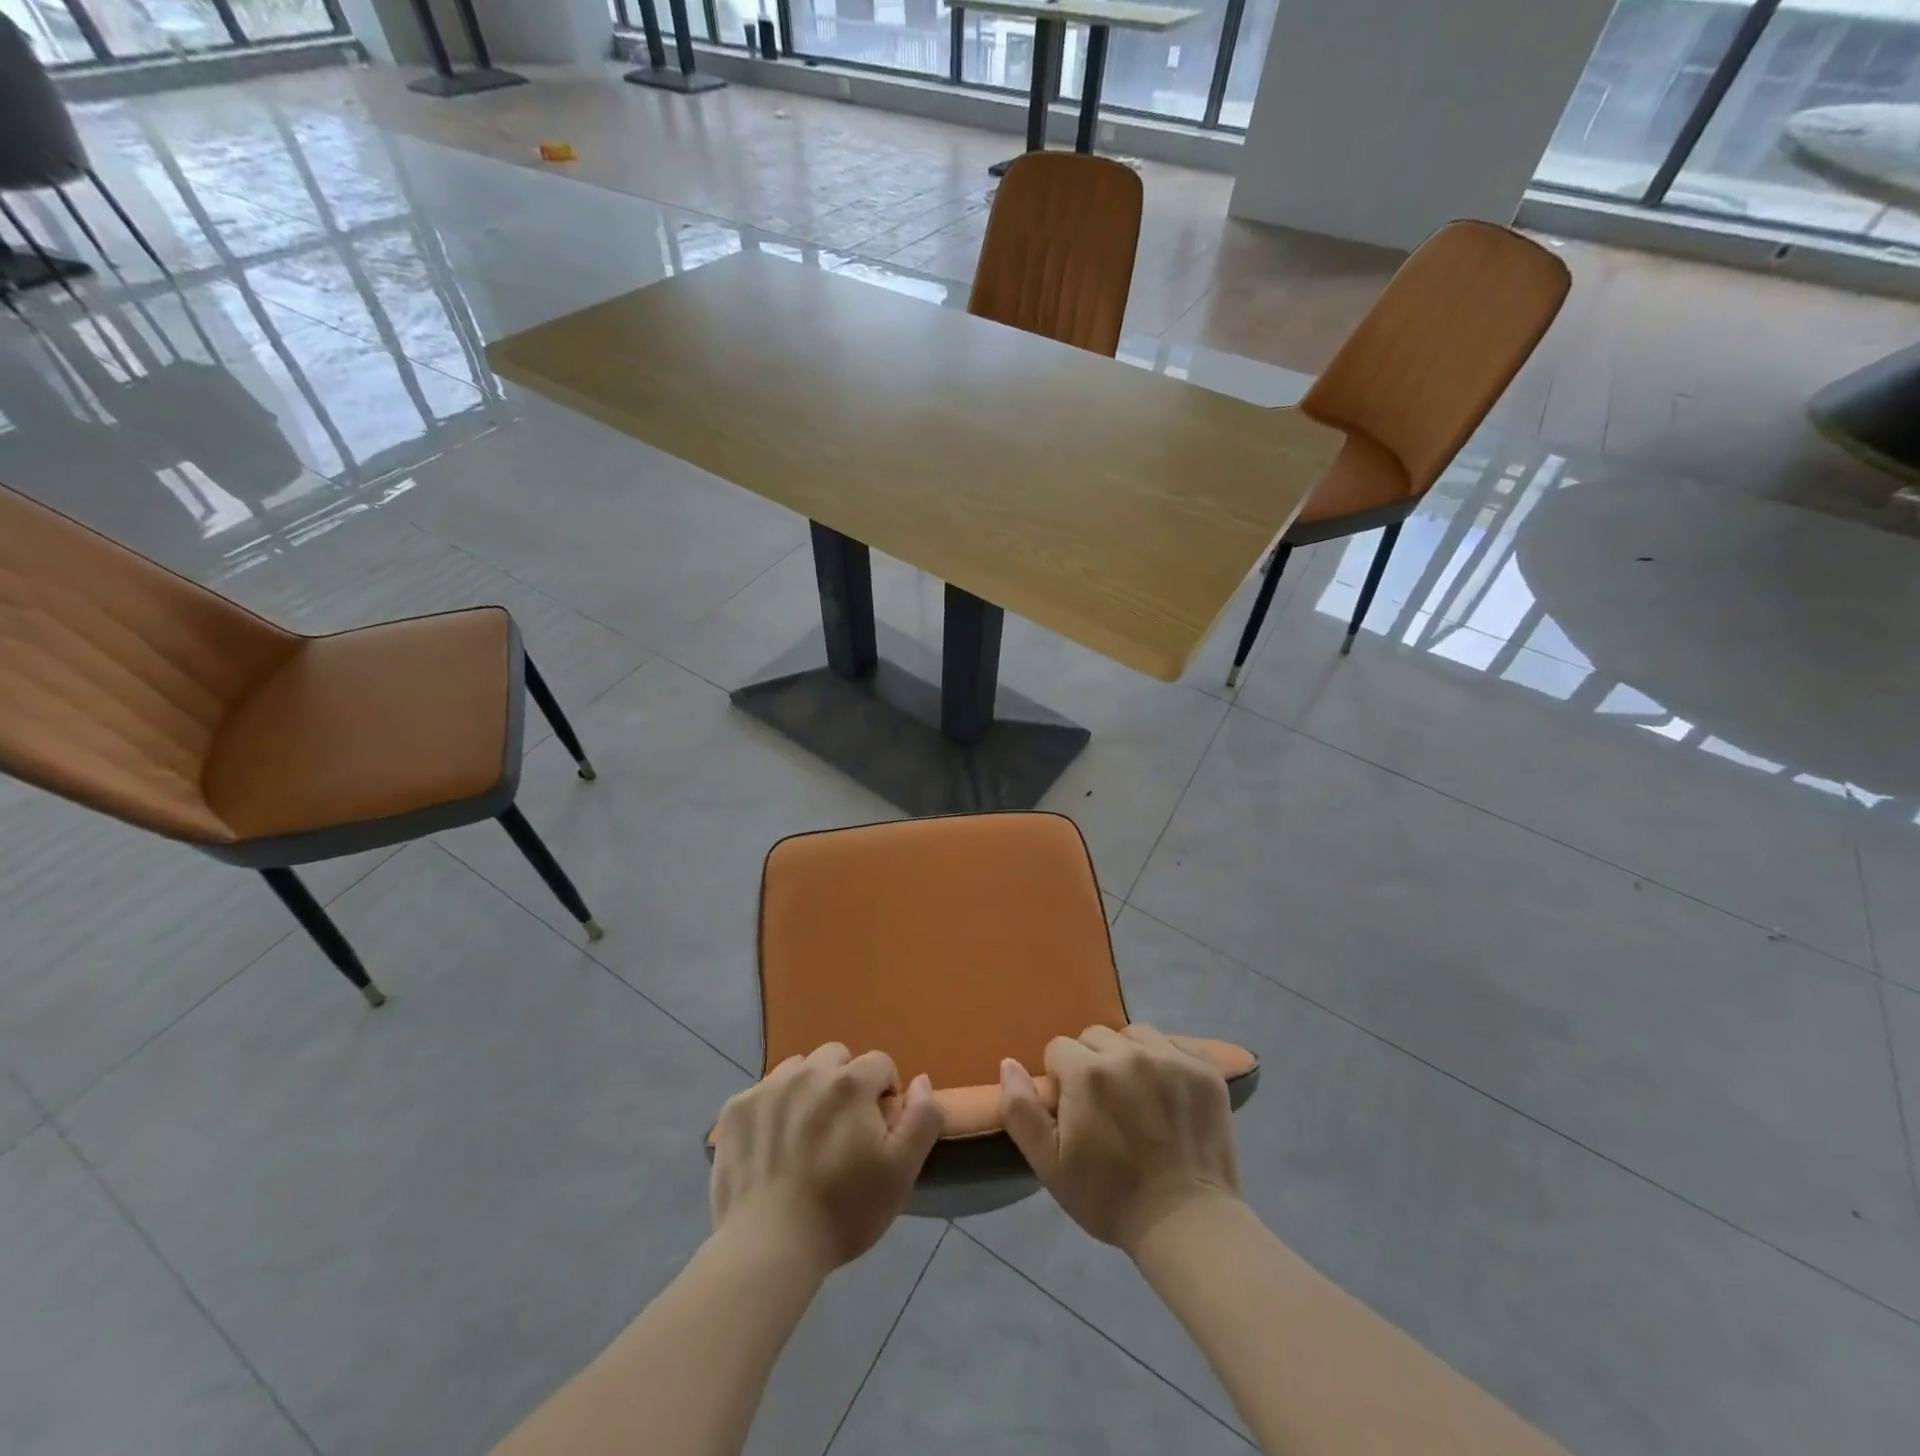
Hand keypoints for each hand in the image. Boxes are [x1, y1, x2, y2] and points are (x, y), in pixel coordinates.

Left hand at [711, 1043, 944, 1272]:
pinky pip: (764, 1091)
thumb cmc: (844, 1210)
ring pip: (799, 1069)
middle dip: (846, 1083)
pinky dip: (774, 1108)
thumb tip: (921, 1080)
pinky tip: (773, 1145)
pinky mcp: (736, 1109)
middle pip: (837, 1058)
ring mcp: (767, 1087)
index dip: (885, 1095)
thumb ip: (922, 1117)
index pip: (880, 1064)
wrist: (768, 1248)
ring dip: (809, 1089)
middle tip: (842, 1130)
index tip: (878, 1131)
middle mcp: (808, 1071)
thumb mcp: (902, 1171)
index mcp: (850, 1082)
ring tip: (807, 1134)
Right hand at [1000, 1024, 1240, 1253]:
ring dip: (1128, 1057)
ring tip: (1137, 1095)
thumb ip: (1021, 1110)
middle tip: (1105, 1106)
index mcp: (1087, 1072)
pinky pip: (1174, 1045)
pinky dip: (1166, 1061)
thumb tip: (1008, 1063)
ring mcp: (1171, 1057)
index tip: (1074, 1111)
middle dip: (1092, 1064)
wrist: (1185, 1224)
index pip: (1059, 1049)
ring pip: (1134, 1036)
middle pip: (1096, 1037)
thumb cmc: (1109, 1197)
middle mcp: (1128, 1053)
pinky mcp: (1204, 1069)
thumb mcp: (1049, 1165)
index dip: (1061, 1079)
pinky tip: (1168, 1093)